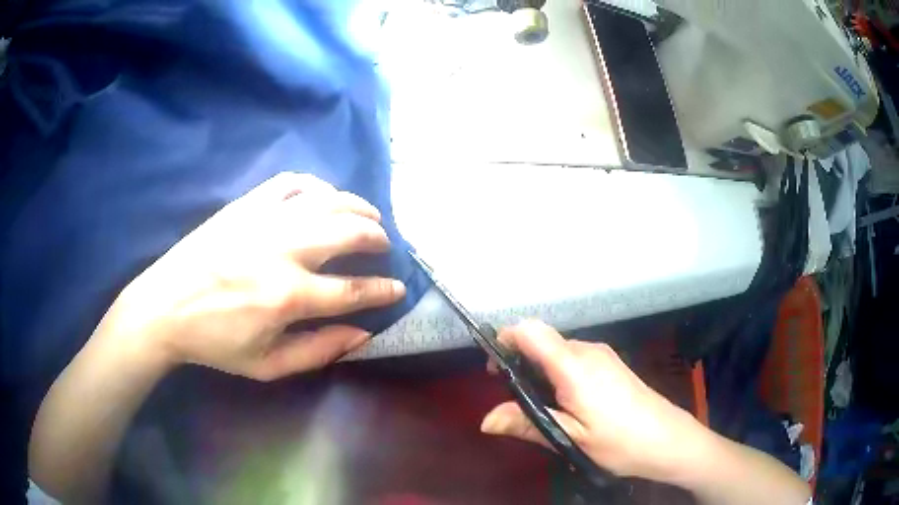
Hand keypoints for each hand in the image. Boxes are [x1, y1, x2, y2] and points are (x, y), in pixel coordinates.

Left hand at [101, 172, 405, 379]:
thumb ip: (318, 351)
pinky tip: (326, 196)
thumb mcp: (267, 366)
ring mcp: (264, 220)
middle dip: (377, 238)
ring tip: (370, 216)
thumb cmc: (215, 342)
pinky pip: (293, 182)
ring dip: (358, 207)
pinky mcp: (247, 204)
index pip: (354, 289)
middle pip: (349, 232)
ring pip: (328, 200)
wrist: (165, 306)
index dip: (383, 290)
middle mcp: (283, 251)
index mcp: (288, 297)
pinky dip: (318, 186)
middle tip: (385, 246)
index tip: (398, 288)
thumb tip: (361, 334)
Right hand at [480, 321, 706, 482]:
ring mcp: (603, 355)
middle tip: (515, 399)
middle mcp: (588, 351)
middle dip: (521, 361)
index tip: (494, 368)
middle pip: (542, 340)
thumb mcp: (569, 439)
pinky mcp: (611, 363)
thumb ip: (527, 424)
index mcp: (574, 367)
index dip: (506, 339)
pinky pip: (574, 357)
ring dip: (540, 369)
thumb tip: (485, 420)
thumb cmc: (619, 442)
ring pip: (558, 350)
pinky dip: (558, 372)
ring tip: (542, 406)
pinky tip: (567, 403)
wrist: (667, 439)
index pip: (531, 330)